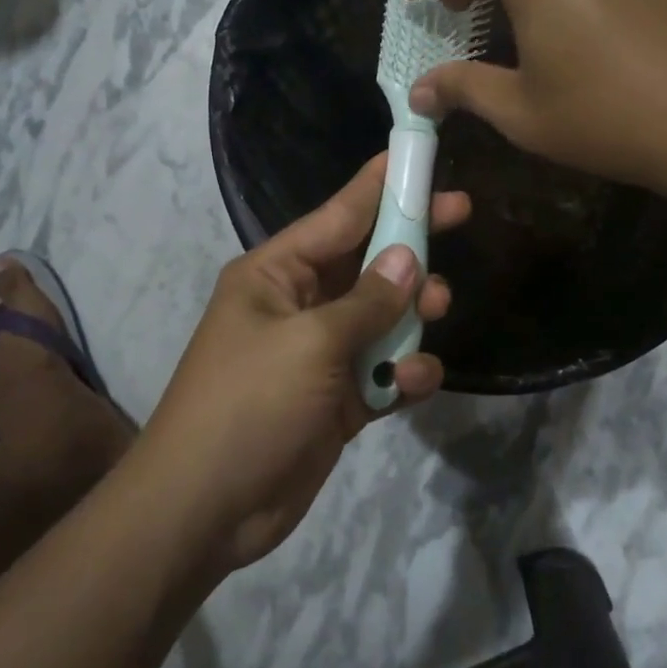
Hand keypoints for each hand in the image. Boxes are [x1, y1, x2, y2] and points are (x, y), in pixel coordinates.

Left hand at [141, 155, 468, 573]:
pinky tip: (412, 383)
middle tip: (461, 214)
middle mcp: (299, 304)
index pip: (338, 215)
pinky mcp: (337, 399)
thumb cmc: (248, 405)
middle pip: (368, 260)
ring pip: (382, 315)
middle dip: (411, 243)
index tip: (420, 156)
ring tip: (439, 308)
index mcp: (276, 274)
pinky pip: (382, 370)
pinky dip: (403, 373)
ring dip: (412, 313)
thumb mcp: (310, 344)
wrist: (205, 511)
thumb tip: (409, 259)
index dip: (380, 184)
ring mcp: (319, 354)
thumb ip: (367, 301)